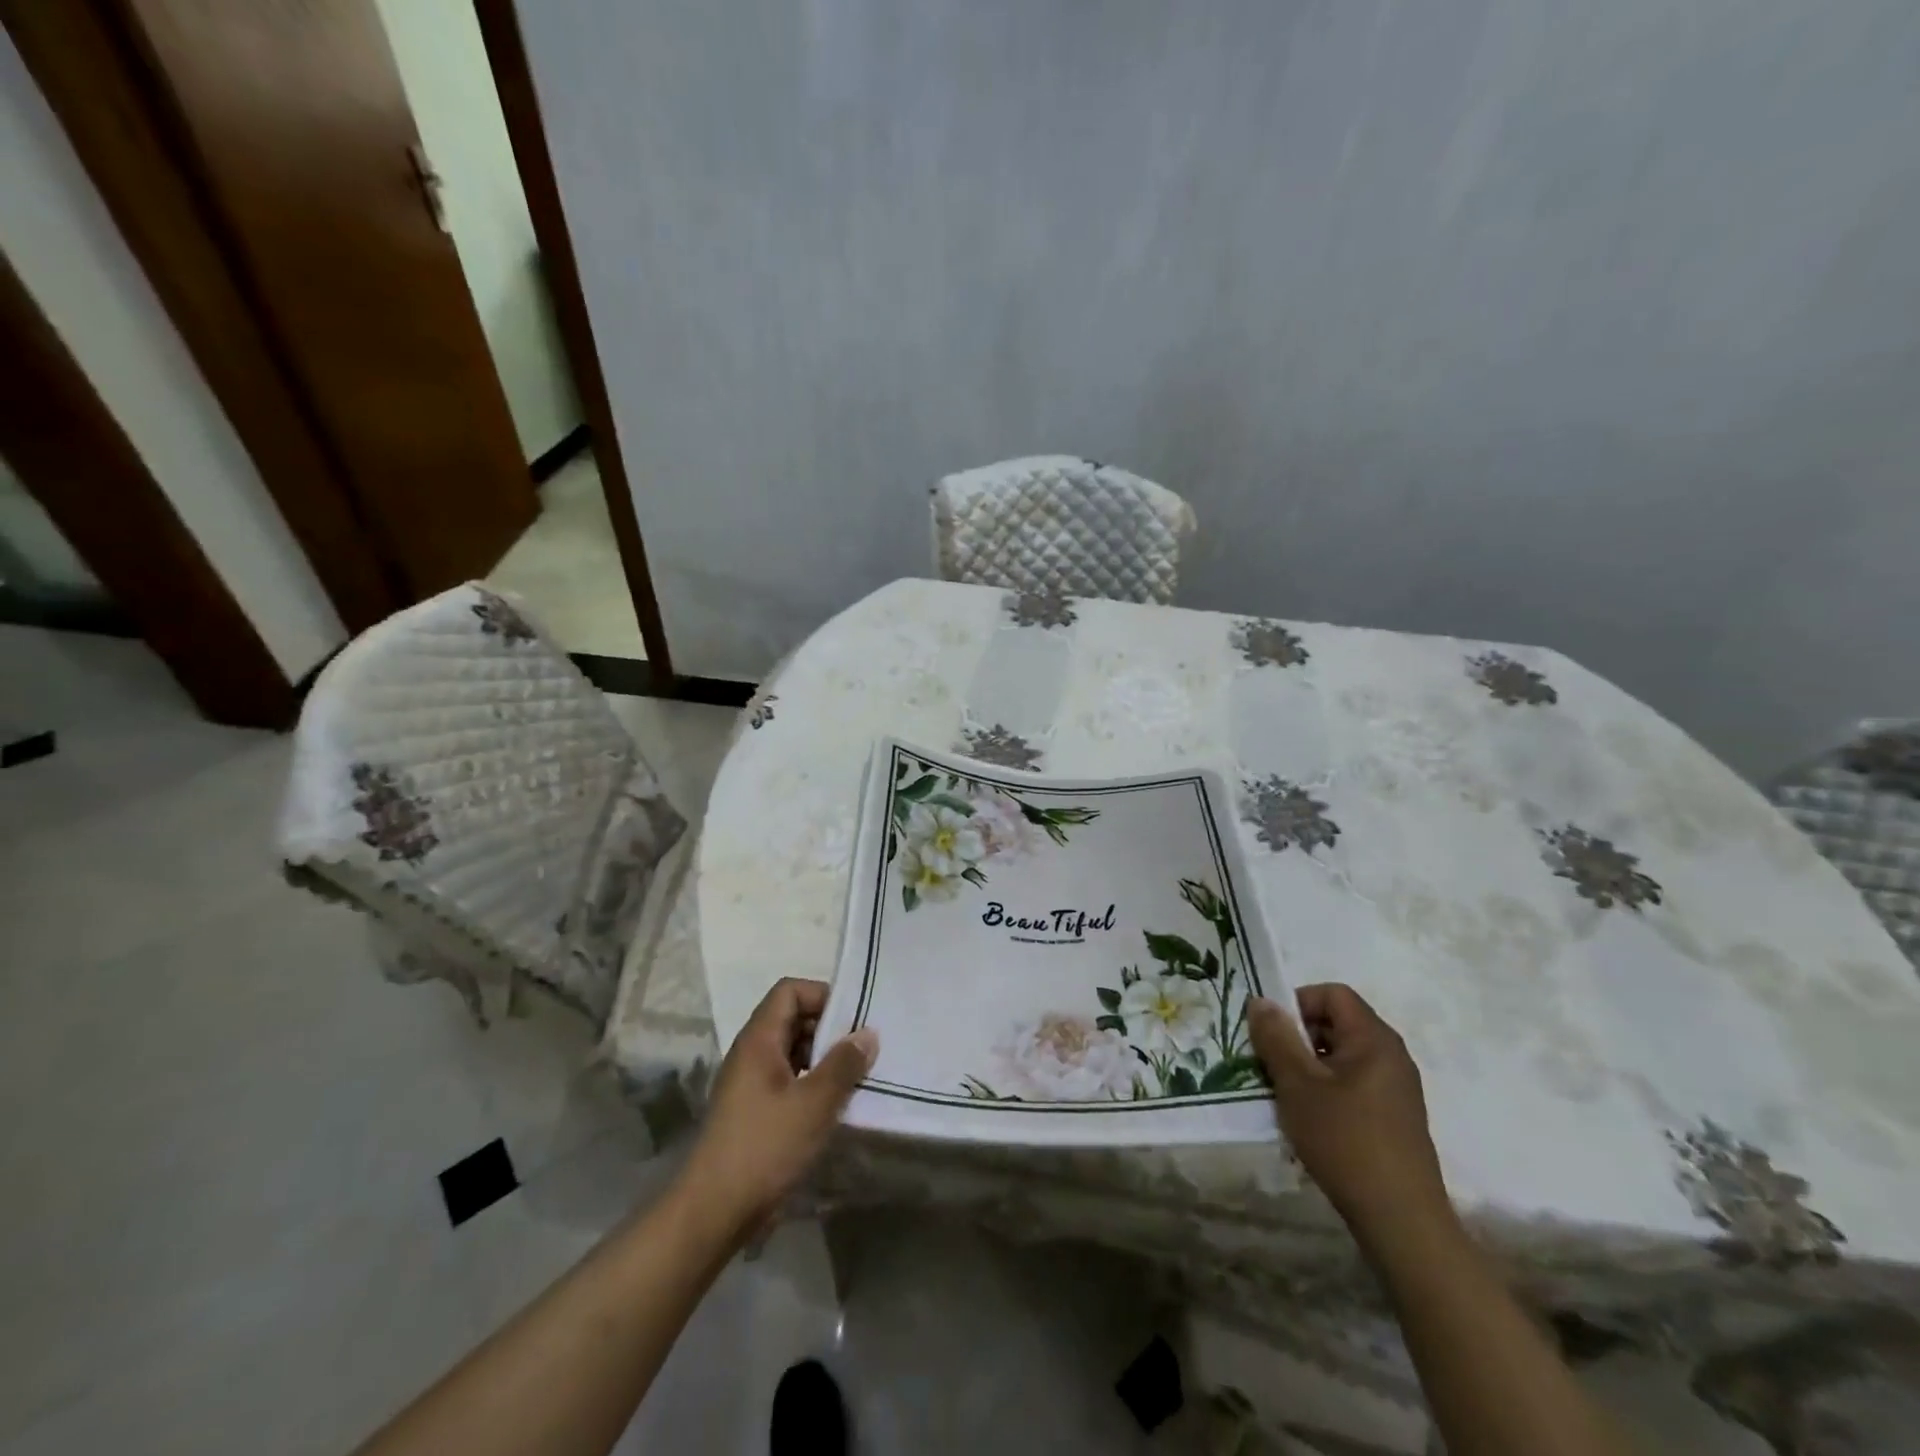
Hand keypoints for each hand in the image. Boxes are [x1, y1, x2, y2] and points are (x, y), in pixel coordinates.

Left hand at [675, 978, 876, 1242]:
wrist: (713, 1212)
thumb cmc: (764, 1147)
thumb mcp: (814, 1103)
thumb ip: (844, 1064)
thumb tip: (868, 1033)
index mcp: (759, 1039)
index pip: (790, 991)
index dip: (822, 995)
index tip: (853, 1018)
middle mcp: (751, 1053)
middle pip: (792, 1018)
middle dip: (828, 1028)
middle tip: (862, 1048)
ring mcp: (749, 1083)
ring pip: (791, 1051)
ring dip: (823, 1058)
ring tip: (855, 1076)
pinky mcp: (753, 1110)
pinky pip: (787, 1079)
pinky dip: (811, 1083)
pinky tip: (834, 1105)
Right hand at [1248, 985, 1452, 1250]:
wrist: (1401, 1221)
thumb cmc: (1345, 1141)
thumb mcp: (1297, 1084)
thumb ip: (1276, 1037)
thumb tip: (1262, 1001)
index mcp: (1374, 1039)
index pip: (1332, 994)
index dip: (1297, 1003)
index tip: (1272, 1034)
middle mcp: (1391, 1056)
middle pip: (1336, 1023)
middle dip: (1298, 1038)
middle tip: (1271, 1066)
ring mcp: (1396, 1089)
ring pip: (1340, 1057)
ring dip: (1308, 1068)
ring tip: (1286, 1098)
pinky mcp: (1394, 1118)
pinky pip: (1352, 1085)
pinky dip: (1326, 1091)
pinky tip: (1310, 1123)